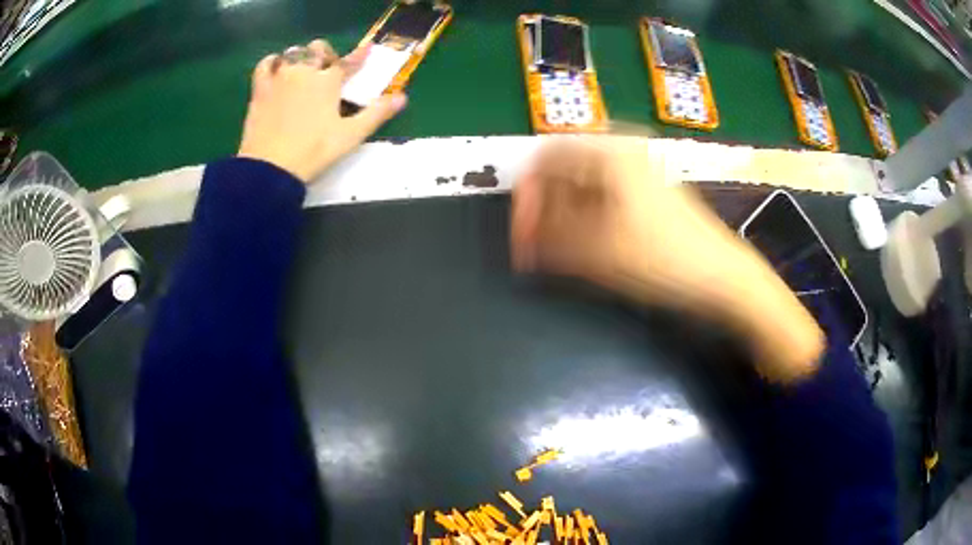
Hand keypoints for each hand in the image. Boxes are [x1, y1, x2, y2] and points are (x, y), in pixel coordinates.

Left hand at [238, 39, 407, 182]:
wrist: (270, 167)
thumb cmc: (313, 152)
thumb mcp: (350, 135)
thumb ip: (376, 113)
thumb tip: (403, 98)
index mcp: (328, 81)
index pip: (348, 62)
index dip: (359, 55)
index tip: (367, 49)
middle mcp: (304, 72)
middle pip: (318, 49)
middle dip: (326, 54)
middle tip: (327, 69)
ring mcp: (280, 78)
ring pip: (293, 53)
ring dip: (301, 57)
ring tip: (302, 69)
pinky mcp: (260, 89)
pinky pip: (265, 65)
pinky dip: (272, 62)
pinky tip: (275, 69)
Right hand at [511, 137, 824, 382]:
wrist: (722, 275)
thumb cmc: (662, 258)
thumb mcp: (596, 250)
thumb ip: (549, 237)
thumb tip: (520, 237)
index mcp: (607, 150)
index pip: (544, 160)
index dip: (526, 198)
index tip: (521, 237)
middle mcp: (620, 150)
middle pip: (563, 171)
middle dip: (545, 210)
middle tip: (536, 248)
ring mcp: (637, 169)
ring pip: (582, 185)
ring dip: (563, 217)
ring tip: (558, 253)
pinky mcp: (647, 190)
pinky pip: (603, 196)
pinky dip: (585, 219)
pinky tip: (583, 246)